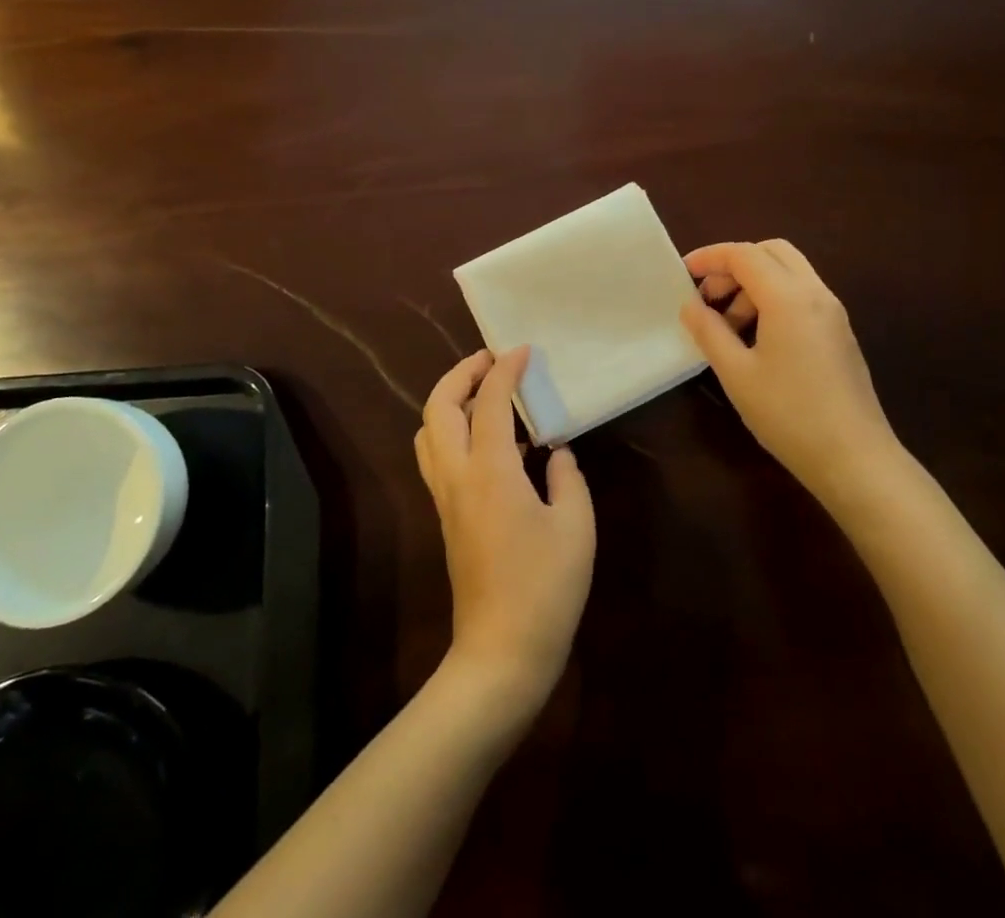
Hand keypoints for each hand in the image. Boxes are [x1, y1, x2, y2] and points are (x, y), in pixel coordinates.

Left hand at [414, 347, 595, 713]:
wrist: (502, 652)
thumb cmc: (546, 587)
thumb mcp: (576, 526)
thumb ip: (567, 478)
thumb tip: (556, 453)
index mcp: (490, 471)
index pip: (488, 401)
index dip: (504, 369)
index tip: (522, 350)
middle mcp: (457, 476)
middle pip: (438, 407)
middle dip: (459, 374)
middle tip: (490, 361)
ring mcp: (445, 498)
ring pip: (428, 432)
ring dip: (449, 401)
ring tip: (484, 394)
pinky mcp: (446, 517)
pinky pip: (438, 456)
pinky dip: (454, 431)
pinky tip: (493, 443)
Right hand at [680, 240, 903, 507]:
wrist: (855, 459)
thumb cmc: (789, 414)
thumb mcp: (737, 373)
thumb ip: (709, 331)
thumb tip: (690, 305)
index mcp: (789, 297)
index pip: (744, 255)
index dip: (710, 257)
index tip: (683, 273)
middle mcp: (816, 293)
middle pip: (771, 252)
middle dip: (734, 265)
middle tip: (708, 296)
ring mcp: (832, 312)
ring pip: (789, 272)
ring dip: (753, 285)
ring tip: (728, 326)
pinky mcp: (839, 332)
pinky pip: (801, 295)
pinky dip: (773, 300)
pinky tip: (756, 339)